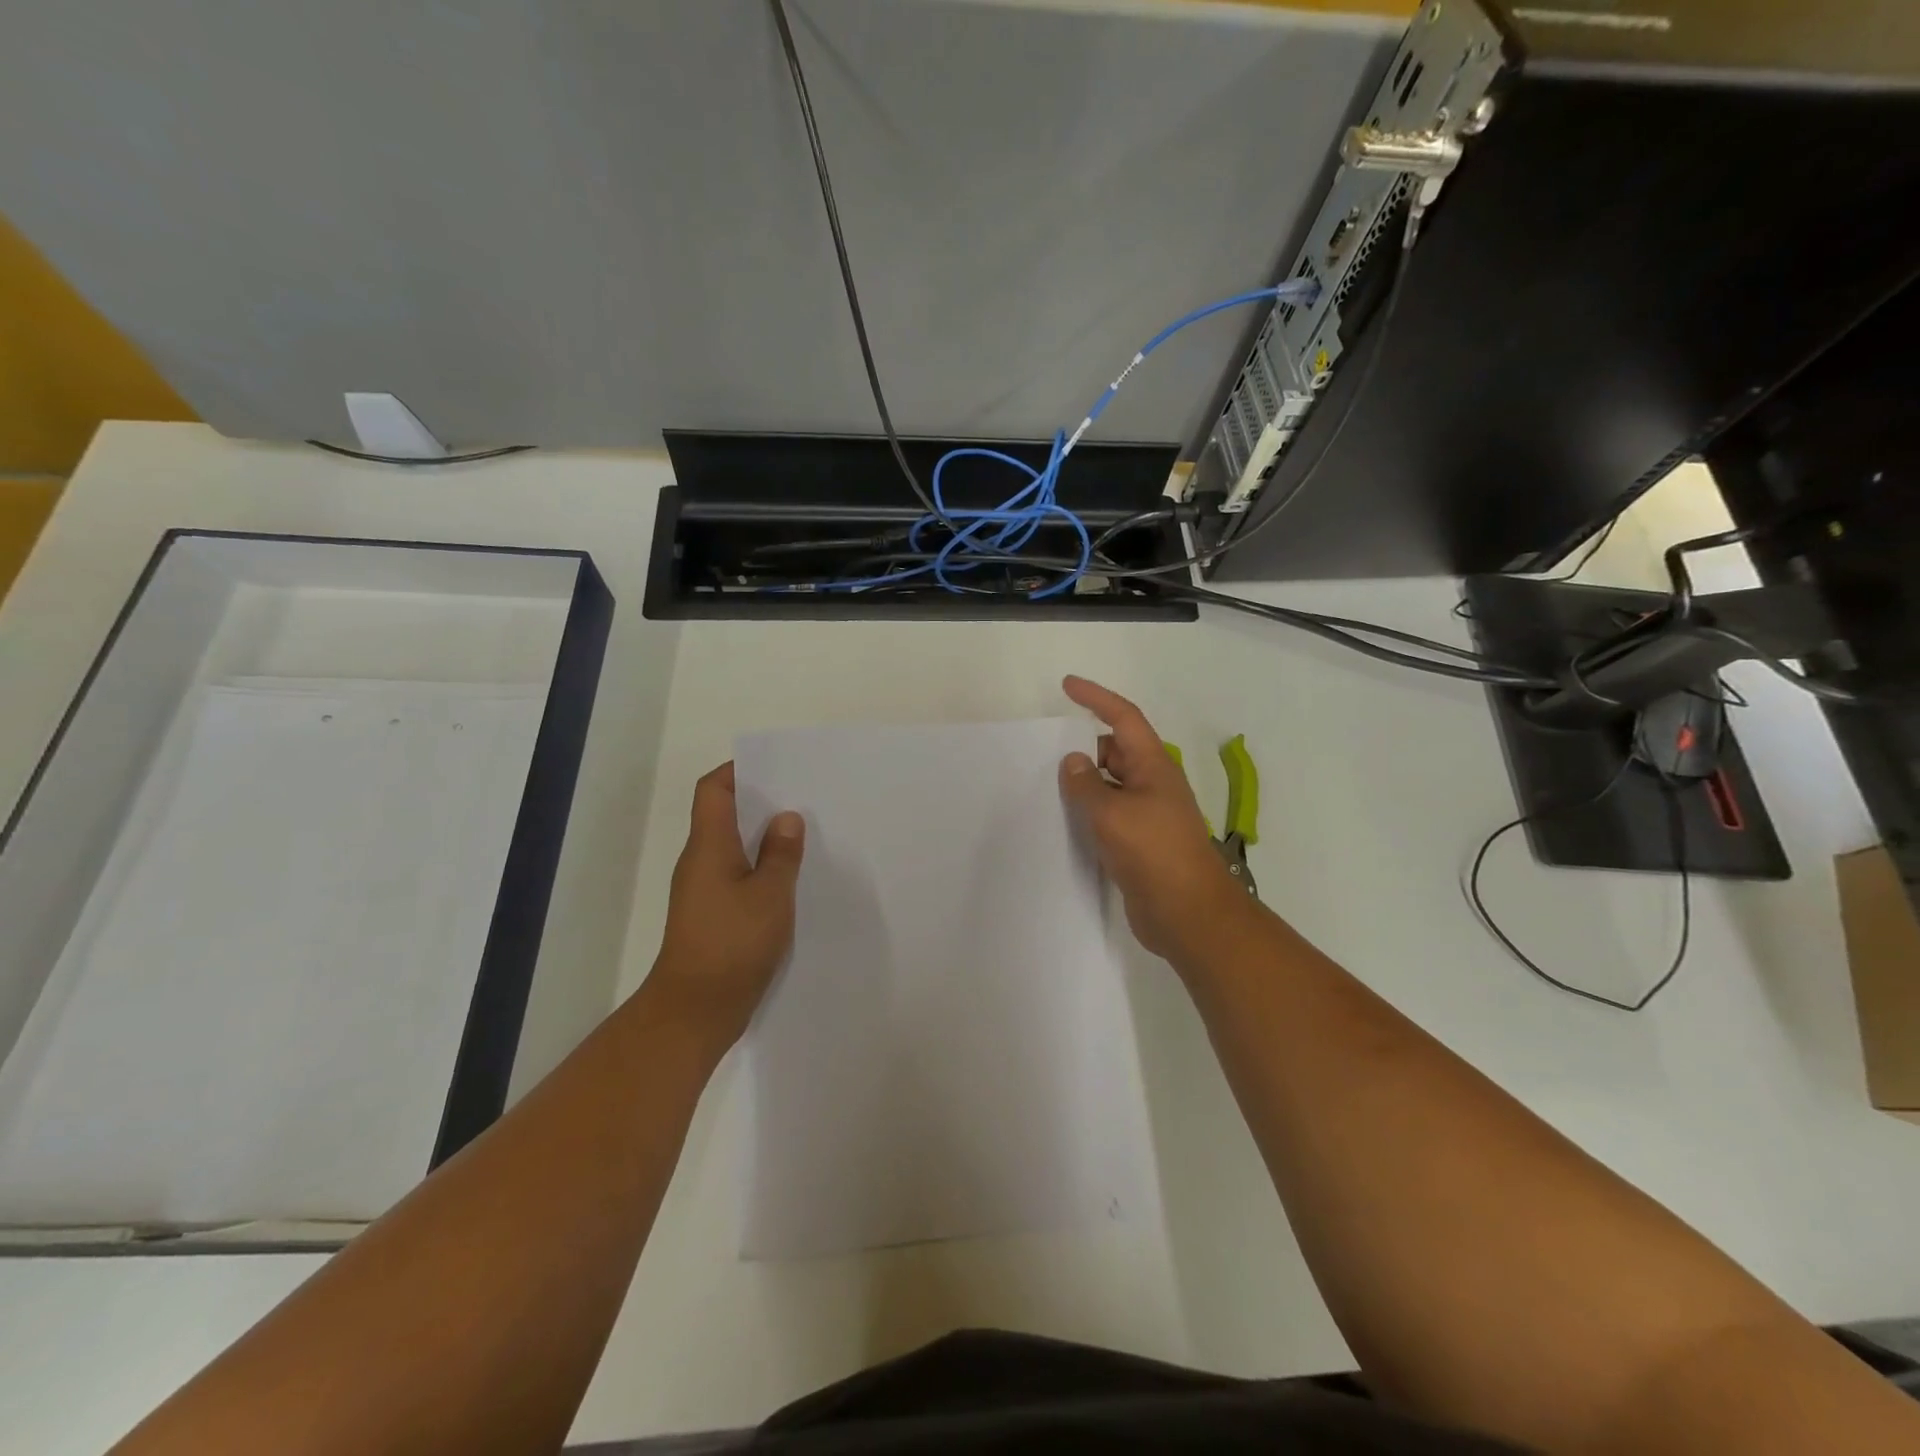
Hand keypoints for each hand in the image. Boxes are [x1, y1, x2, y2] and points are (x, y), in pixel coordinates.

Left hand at [649, 762, 805, 1046]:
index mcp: (708, 846)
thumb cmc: (732, 944)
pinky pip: (738, 876)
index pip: (713, 790)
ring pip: (734, 848)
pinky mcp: (713, 915)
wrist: (695, 1010)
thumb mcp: (770, 895)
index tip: (776, 767)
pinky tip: (793, 879)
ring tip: (806, 834)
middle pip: (724, 815)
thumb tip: (786, 818)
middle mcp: (700, 862)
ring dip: (764, 838)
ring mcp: (704, 890)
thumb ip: (781, 854)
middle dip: (761, 802)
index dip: (738, 770)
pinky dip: (762, 868)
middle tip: (804, 798)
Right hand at [1058, 676, 1253, 967]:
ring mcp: (1146, 815)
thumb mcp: (1112, 813)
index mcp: (1153, 766)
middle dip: (1083, 746)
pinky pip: (1107, 816)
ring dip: (1082, 783)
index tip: (1067, 686)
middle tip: (1044, 751)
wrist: (1187, 914)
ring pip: (1109, 786)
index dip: (1096, 698)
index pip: (1123, 718)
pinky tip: (1061, 822)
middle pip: (1115, 751)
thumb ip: (1086, 784)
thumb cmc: (1153, 853)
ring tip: (1042, 785)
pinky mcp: (1137, 844)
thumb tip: (1073, 761)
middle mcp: (1151, 784)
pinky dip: (1086, 813)